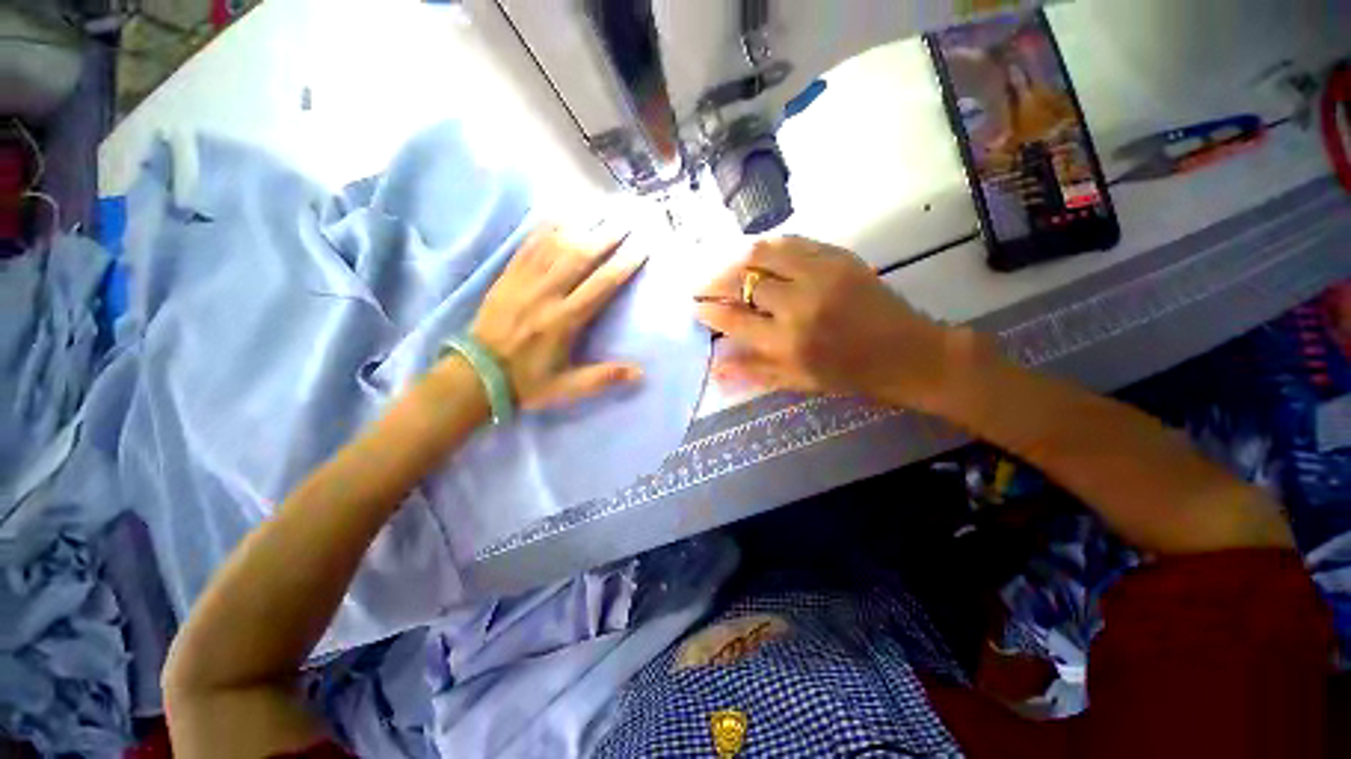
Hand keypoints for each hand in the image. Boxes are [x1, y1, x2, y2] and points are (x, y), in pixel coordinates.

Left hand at [469, 224, 645, 410]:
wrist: (475, 376)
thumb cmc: (527, 382)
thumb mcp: (567, 388)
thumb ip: (602, 378)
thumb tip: (640, 372)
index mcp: (564, 321)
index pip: (600, 286)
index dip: (622, 265)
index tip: (641, 248)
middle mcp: (546, 295)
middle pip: (580, 257)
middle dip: (606, 237)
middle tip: (626, 220)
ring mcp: (524, 282)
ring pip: (555, 246)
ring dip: (580, 227)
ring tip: (600, 212)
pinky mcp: (507, 278)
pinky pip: (527, 247)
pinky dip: (544, 230)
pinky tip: (558, 217)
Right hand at [694, 237, 963, 409]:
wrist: (906, 353)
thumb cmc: (848, 376)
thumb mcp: (798, 382)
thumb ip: (753, 371)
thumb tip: (715, 367)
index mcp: (786, 343)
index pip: (733, 319)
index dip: (709, 311)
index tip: (698, 307)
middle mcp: (797, 305)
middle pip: (742, 280)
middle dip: (715, 281)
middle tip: (705, 285)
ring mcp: (819, 275)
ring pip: (762, 252)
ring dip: (738, 259)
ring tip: (729, 268)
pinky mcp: (838, 257)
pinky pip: (793, 241)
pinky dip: (769, 246)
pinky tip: (761, 255)